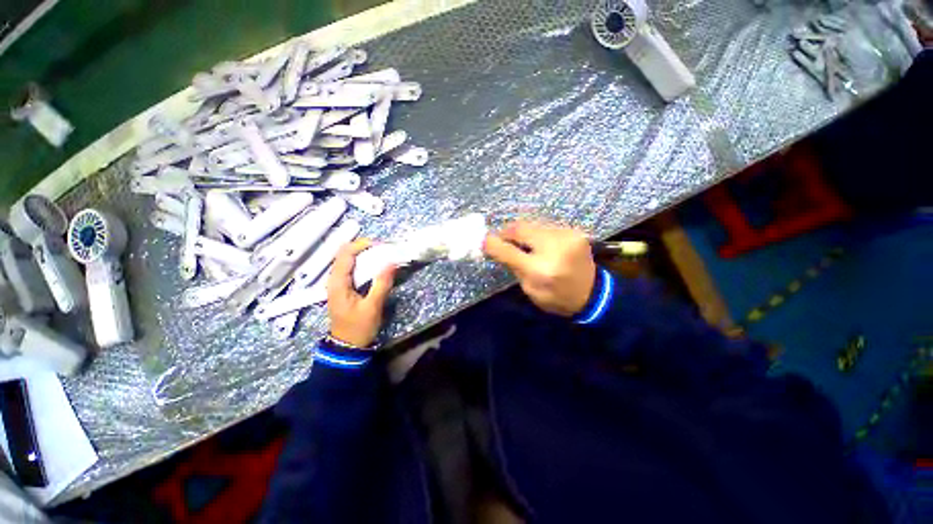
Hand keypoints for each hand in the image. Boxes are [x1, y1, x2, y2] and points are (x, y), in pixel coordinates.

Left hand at [327, 239, 395, 346]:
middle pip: (346, 254)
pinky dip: (365, 264)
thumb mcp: (372, 307)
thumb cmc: (358, 328)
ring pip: (349, 261)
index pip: (345, 254)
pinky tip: (377, 267)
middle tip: (385, 251)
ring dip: (366, 255)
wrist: (348, 346)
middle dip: (366, 248)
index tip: (381, 245)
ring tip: (384, 256)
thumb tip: (391, 263)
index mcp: (338, 283)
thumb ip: (382, 284)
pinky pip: (353, 269)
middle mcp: (335, 279)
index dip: (362, 244)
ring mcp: (339, 283)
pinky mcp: (345, 288)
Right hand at [483, 221, 595, 316]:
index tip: (484, 240)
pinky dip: (537, 233)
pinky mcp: (574, 231)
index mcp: (541, 270)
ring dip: (523, 233)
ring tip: (522, 243)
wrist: (593, 295)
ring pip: (533, 224)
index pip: (509, 251)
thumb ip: (513, 266)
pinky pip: (546, 226)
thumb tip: (495, 247)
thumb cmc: (557, 298)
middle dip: (507, 233)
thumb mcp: (530, 289)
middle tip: (502, 240)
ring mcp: (567, 236)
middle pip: (521, 228)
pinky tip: (540, 243)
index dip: (493, 243)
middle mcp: (554, 248)